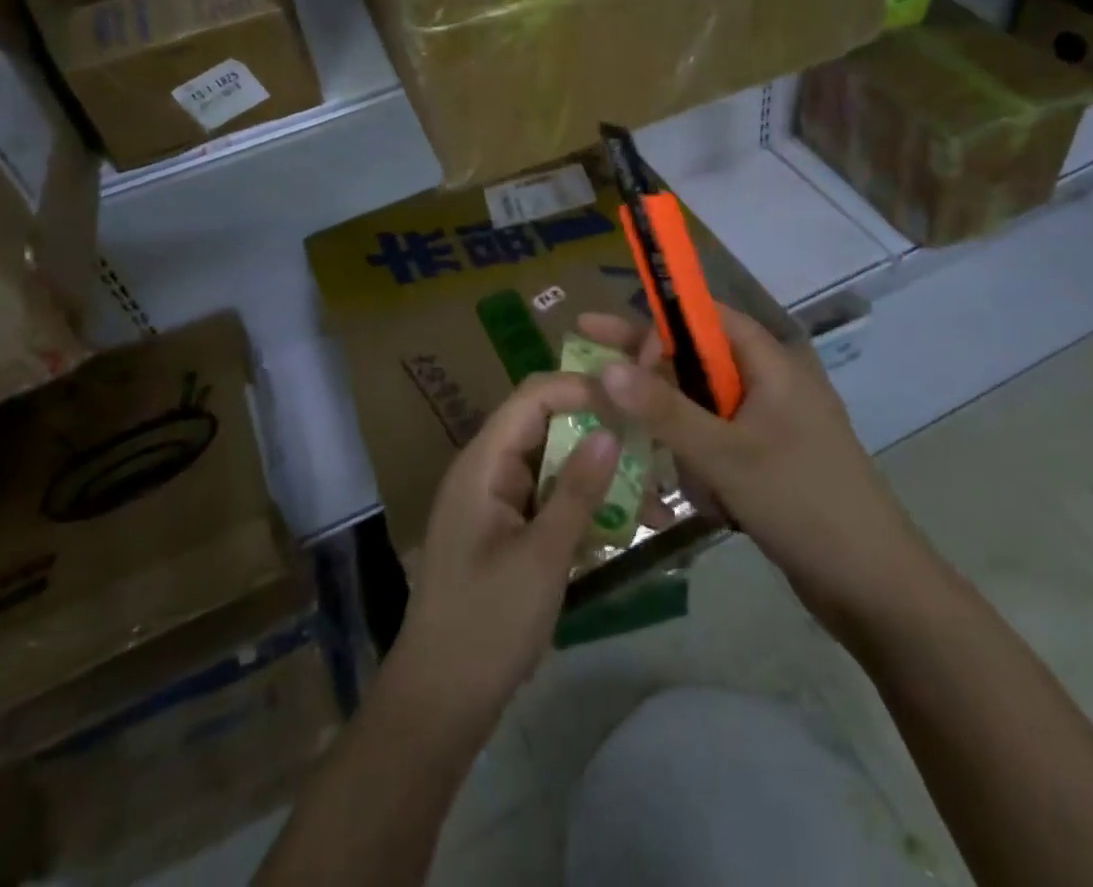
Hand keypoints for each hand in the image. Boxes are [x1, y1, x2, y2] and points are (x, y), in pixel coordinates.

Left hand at [389, 371, 620, 729]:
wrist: (439, 703)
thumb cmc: (486, 625)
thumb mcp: (542, 557)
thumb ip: (577, 490)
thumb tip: (611, 431)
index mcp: (483, 464)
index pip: (532, 397)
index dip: (580, 389)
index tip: (631, 401)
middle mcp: (487, 470)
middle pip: (546, 426)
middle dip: (598, 431)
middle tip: (651, 444)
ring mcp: (496, 501)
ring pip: (553, 464)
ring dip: (598, 473)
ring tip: (652, 494)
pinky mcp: (507, 530)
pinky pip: (550, 498)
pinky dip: (584, 504)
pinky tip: (624, 524)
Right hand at [579, 307, 923, 638]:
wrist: (876, 589)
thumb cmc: (804, 504)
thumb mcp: (726, 455)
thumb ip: (664, 411)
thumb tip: (607, 368)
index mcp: (771, 363)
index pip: (705, 318)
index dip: (657, 325)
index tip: (611, 345)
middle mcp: (770, 384)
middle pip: (697, 365)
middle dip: (657, 388)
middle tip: (596, 380)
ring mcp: (771, 425)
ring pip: (702, 413)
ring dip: (687, 445)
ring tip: (704, 489)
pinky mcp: (769, 462)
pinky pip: (718, 447)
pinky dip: (706, 470)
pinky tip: (717, 509)